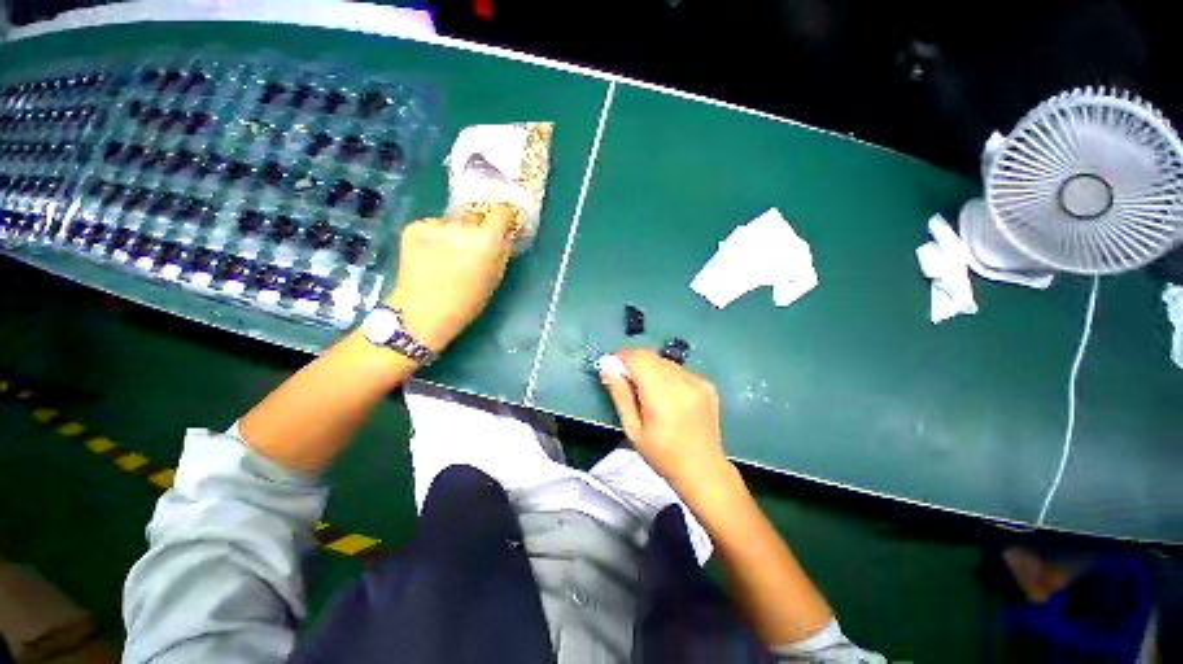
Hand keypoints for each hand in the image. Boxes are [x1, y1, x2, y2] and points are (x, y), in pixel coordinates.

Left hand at [386, 206, 516, 351]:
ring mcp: (435, 225)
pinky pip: (432, 226)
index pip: (501, 212)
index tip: (502, 226)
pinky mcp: (413, 227)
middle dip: (477, 228)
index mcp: (487, 239)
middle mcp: (462, 226)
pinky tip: (429, 256)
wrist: (423, 312)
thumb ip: (502, 251)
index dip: (503, 218)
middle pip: (475, 217)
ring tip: (447, 256)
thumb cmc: (468, 301)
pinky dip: (434, 237)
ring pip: (452, 223)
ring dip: (454, 233)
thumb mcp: (495, 277)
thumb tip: (504, 235)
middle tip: (472, 247)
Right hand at [599, 349, 729, 485]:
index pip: (638, 358)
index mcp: (663, 395)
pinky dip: (667, 375)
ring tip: (648, 393)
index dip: (621, 357)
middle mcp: (683, 382)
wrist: (703, 470)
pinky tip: (668, 396)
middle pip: (651, 356)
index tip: (612, 367)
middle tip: (627, 382)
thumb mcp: (632, 429)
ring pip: (664, 361)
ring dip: (650, 368)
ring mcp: (698, 381)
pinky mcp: (707, 384)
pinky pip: (679, 369)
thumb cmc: (662, 455)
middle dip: (634, 362)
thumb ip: (620, 394)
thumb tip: (607, 367)